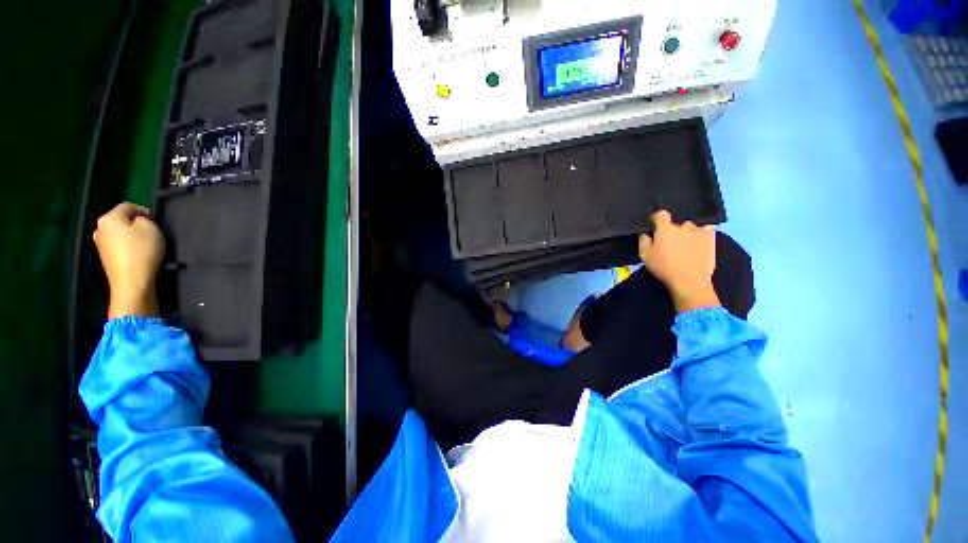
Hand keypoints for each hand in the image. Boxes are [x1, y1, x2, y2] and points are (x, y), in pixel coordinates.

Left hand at [93, 203, 164, 318]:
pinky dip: (127, 247)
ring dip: (130, 236)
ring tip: (145, 245)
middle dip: (134, 224)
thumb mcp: (151, 228)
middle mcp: (100, 228)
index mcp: (109, 218)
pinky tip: (137, 255)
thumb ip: (144, 219)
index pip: (128, 206)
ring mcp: (100, 244)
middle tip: (151, 233)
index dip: (144, 211)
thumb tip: (138, 220)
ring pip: (118, 233)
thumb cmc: (142, 252)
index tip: (156, 221)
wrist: (132, 282)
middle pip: (120, 220)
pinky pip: (118, 245)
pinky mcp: (105, 257)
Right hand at [639, 210, 719, 312]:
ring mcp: (698, 231)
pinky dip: (702, 232)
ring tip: (684, 244)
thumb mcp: (645, 256)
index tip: (654, 224)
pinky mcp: (710, 238)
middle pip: (675, 223)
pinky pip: (706, 229)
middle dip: (671, 230)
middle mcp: (682, 226)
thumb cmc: (663, 267)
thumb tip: (646, 234)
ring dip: (686, 232)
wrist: (689, 279)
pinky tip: (699, 239)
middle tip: (669, 242)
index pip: (661, 214)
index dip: (656, 217)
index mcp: (665, 229)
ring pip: (690, 227)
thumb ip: (643, 241)